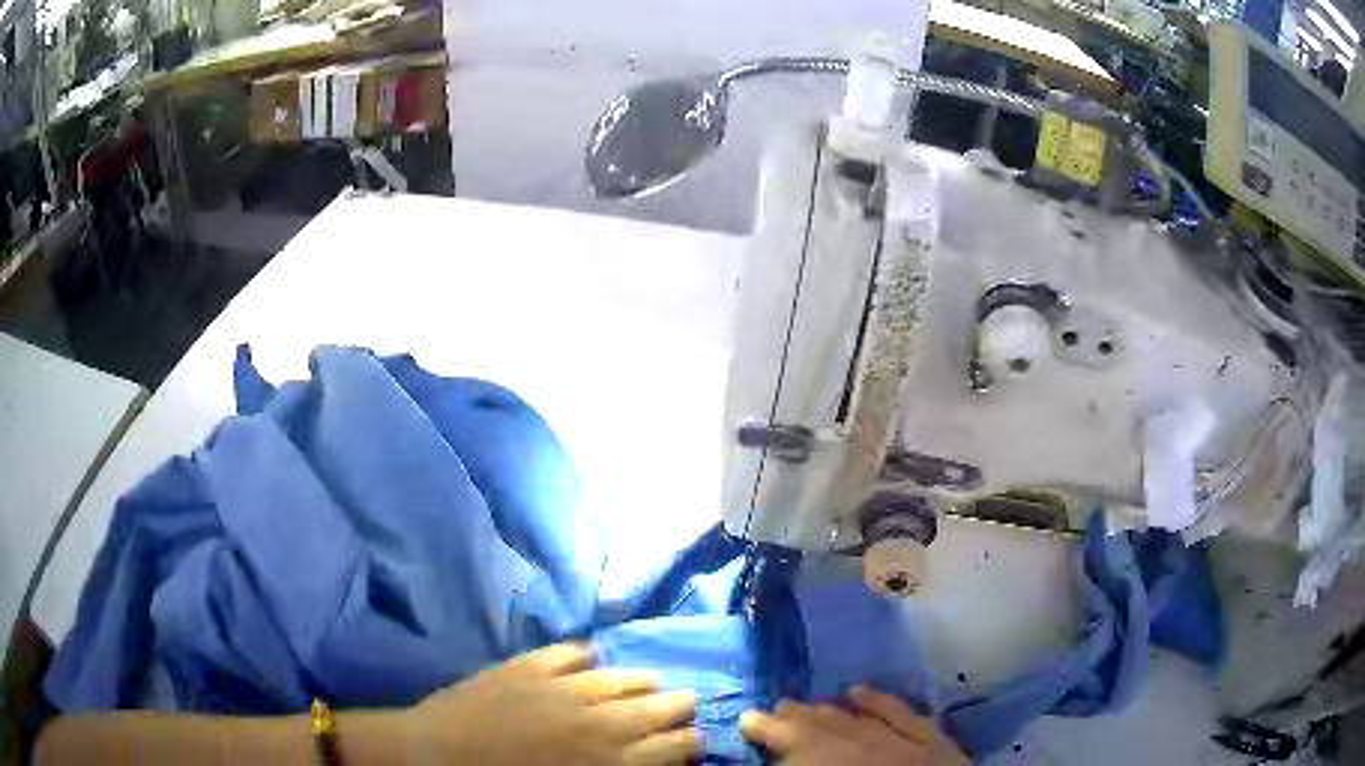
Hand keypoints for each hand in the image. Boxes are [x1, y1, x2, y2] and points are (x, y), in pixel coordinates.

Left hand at [405, 642, 700, 764]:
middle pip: (654, 707)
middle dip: (678, 706)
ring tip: (651, 679)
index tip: (698, 736)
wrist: (435, 755)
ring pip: (618, 676)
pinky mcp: (525, 666)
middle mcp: (594, 720)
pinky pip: (566, 652)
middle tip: (688, 702)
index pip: (671, 746)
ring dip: (640, 679)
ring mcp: (559, 688)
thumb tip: (642, 763)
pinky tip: (590, 656)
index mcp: (606, 759)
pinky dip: (583, 655)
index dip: (690, 741)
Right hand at [740, 686, 966, 765]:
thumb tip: (776, 759)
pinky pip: (904, 715)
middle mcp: (864, 748)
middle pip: (822, 729)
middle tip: (773, 711)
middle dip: (795, 720)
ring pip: (856, 720)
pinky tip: (859, 689)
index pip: (792, 742)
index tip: (747, 722)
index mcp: (830, 763)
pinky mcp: (935, 743)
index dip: (767, 731)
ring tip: (806, 705)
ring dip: (829, 712)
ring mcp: (902, 742)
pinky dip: (880, 702)